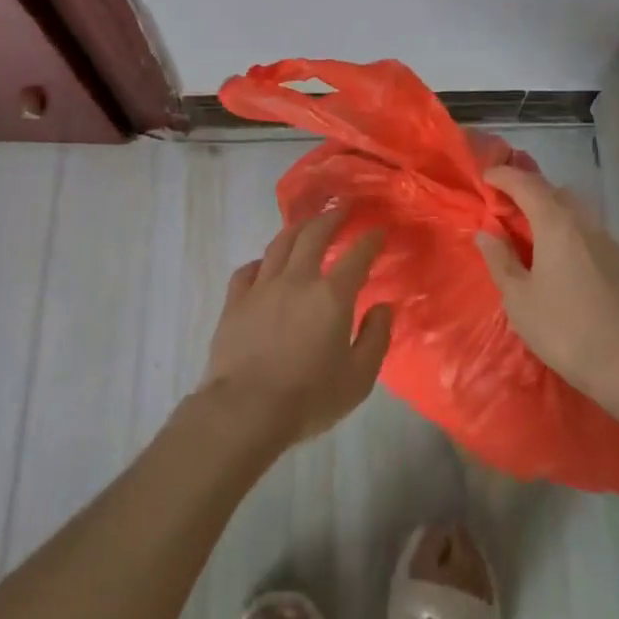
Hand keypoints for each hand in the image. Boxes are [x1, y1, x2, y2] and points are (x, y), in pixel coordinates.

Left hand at [199, 208, 392, 450]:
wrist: (245, 410)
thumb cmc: (309, 397)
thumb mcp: (358, 378)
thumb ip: (376, 338)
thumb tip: (383, 307)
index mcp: (332, 295)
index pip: (356, 255)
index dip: (370, 239)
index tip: (378, 230)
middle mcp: (297, 280)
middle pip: (314, 234)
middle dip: (331, 217)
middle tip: (342, 208)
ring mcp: (262, 287)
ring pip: (279, 244)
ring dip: (297, 229)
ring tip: (307, 224)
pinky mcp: (235, 302)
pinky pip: (248, 270)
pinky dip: (261, 262)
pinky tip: (265, 265)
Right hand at [475, 166, 618, 402]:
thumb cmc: (564, 330)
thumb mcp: (519, 299)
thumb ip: (500, 260)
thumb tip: (486, 232)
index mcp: (557, 226)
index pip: (527, 185)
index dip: (504, 177)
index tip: (487, 179)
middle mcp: (588, 226)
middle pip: (557, 194)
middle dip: (532, 194)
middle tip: (512, 211)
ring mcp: (615, 245)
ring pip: (581, 218)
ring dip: (557, 219)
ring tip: (541, 243)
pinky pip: (598, 242)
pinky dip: (579, 244)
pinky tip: (574, 272)